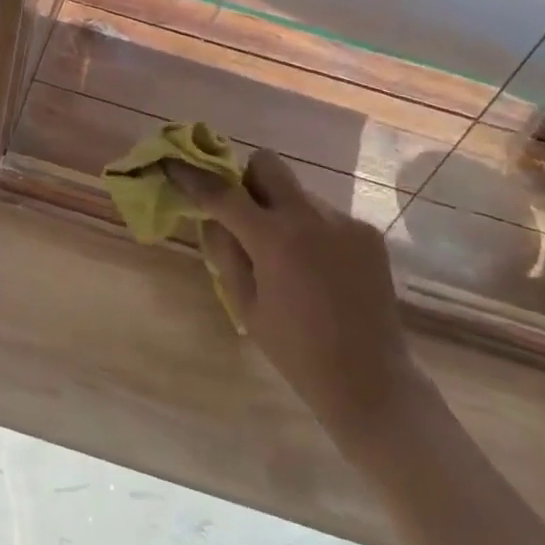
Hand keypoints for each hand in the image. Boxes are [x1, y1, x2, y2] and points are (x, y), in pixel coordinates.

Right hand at [168, 151, 426, 456]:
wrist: (371, 380)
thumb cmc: (297, 352)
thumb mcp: (245, 306)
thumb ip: (224, 252)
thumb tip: (212, 217)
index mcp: (274, 239)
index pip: (222, 193)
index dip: (193, 176)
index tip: (173, 163)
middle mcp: (310, 216)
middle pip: (267, 164)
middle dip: (248, 180)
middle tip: (246, 216)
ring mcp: (343, 220)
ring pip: (298, 192)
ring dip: (283, 211)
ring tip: (290, 258)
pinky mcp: (367, 232)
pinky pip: (326, 215)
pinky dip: (312, 230)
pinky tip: (320, 270)